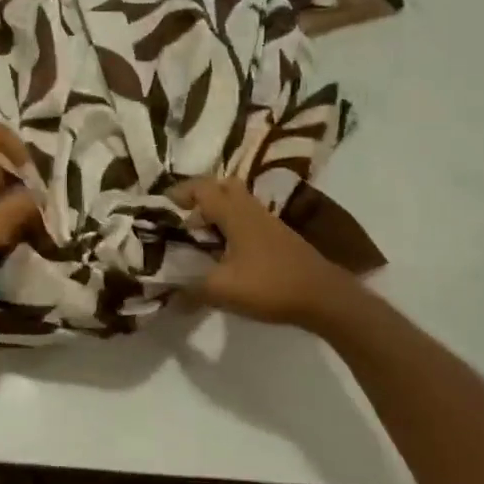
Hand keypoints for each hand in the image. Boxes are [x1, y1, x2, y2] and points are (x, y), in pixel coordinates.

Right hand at [173, 177, 354, 329]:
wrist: (324, 297)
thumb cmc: (270, 285)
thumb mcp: (222, 290)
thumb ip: (190, 290)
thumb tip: (168, 297)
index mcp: (234, 212)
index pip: (201, 188)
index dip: (178, 193)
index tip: (160, 209)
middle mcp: (250, 208)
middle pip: (221, 186)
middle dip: (198, 197)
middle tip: (181, 218)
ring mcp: (267, 221)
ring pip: (236, 202)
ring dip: (216, 212)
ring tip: (198, 237)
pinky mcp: (278, 236)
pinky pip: (247, 218)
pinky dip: (230, 226)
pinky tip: (223, 252)